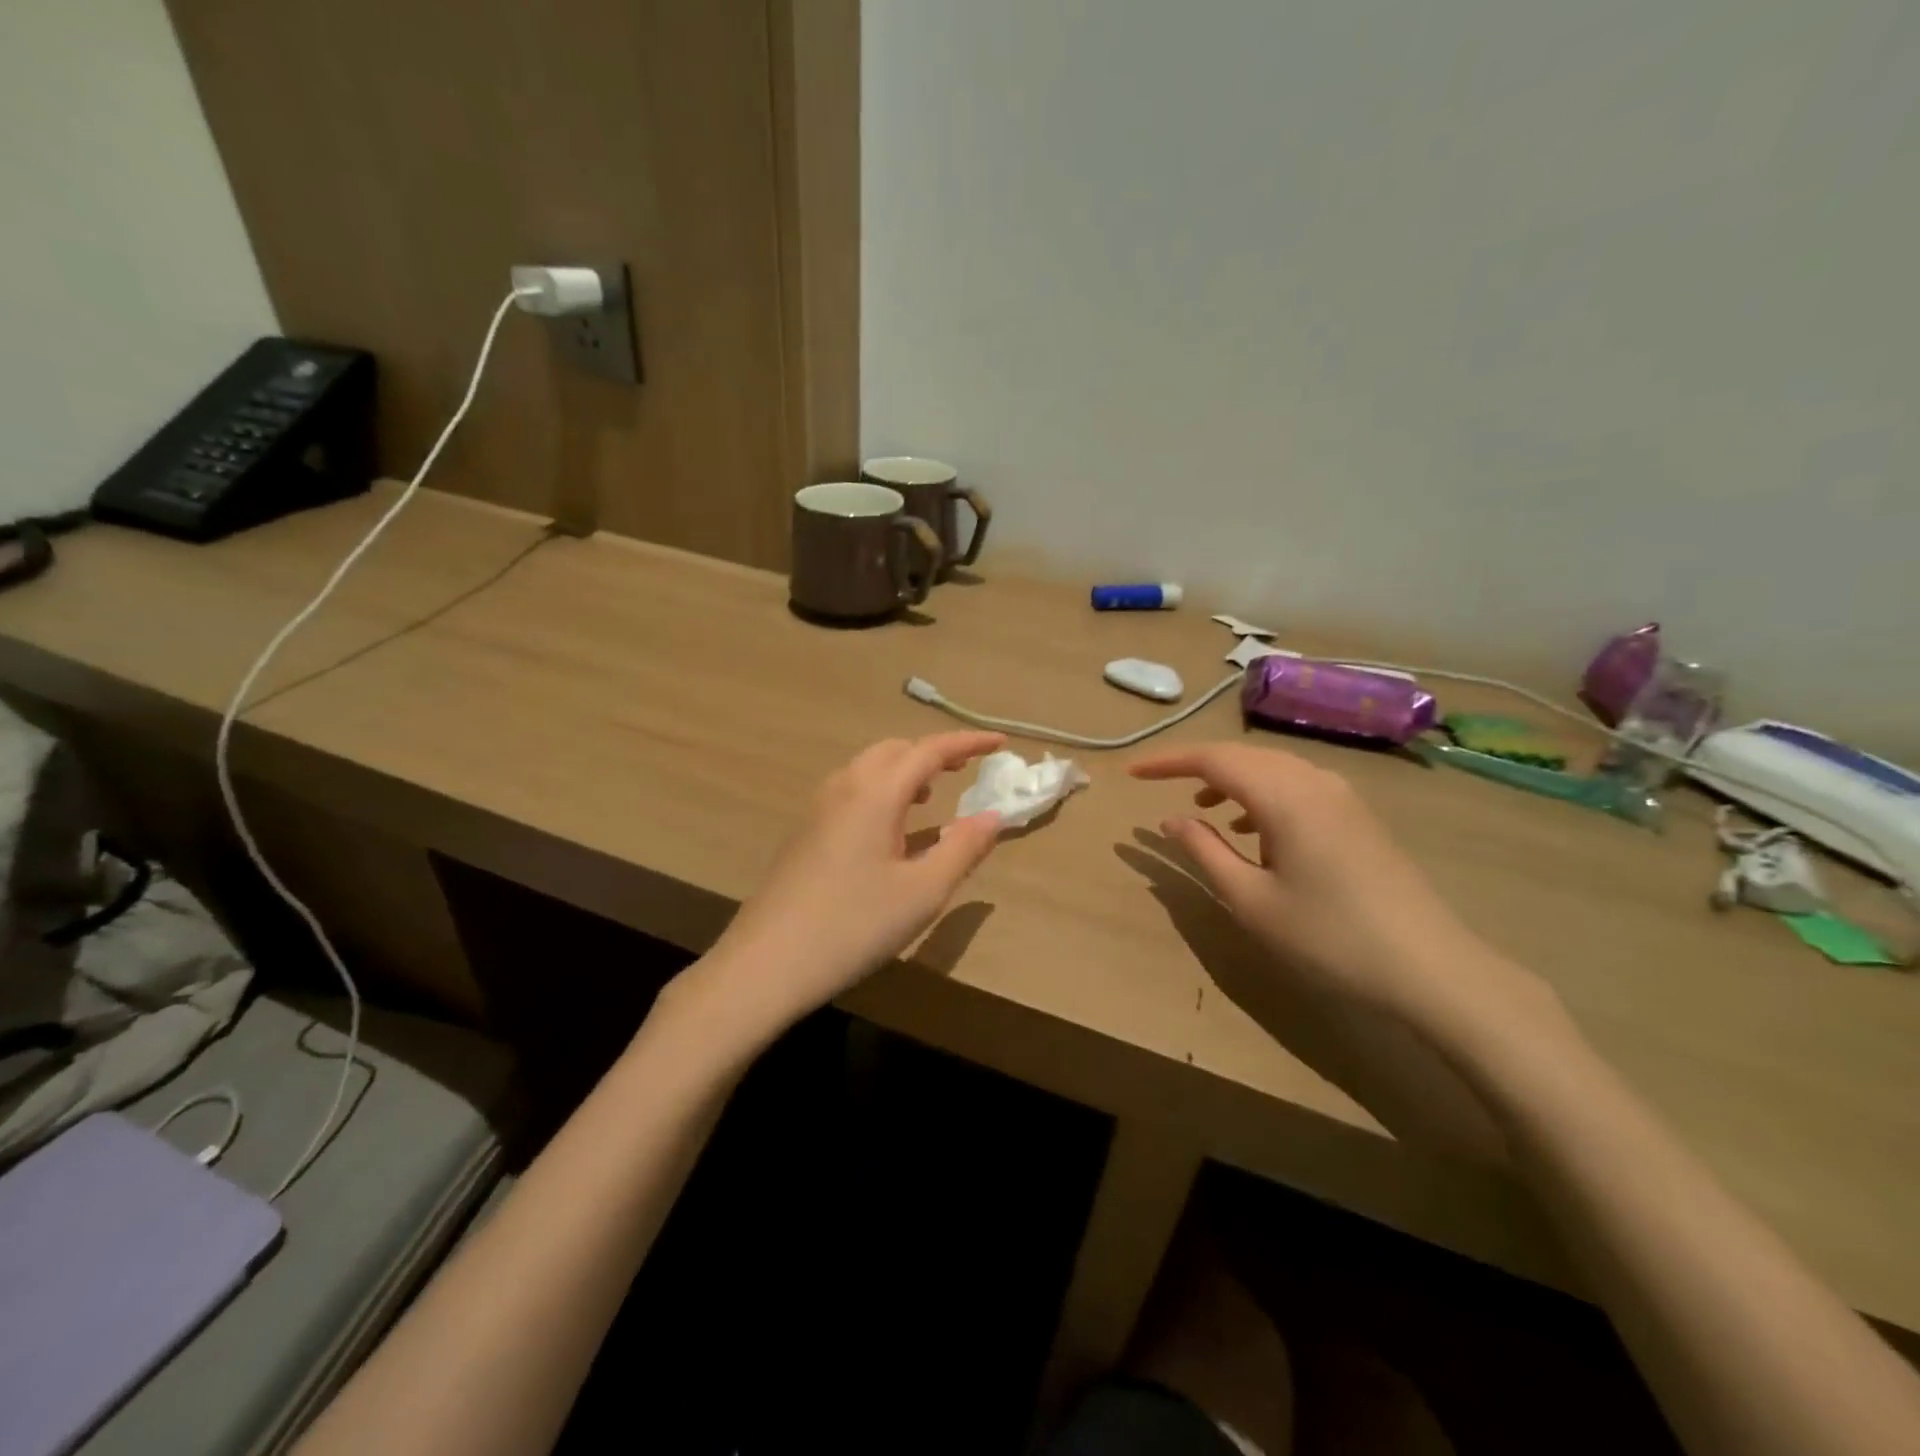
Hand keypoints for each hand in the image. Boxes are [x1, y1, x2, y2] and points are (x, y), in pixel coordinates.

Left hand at [689, 733, 1005, 1039]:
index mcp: (875, 793)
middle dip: (933, 752)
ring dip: (905, 770)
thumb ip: (963, 848)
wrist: (768, 963)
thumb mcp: (923, 892)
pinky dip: (881, 790)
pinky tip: (890, 828)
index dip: (967, 742)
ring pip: (868, 768)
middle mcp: (844, 788)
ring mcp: (818, 808)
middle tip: (965, 770)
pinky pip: (851, 790)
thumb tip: (993, 816)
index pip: (929, 750)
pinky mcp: (805, 831)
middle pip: (894, 750)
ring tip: (931, 796)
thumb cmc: (855, 926)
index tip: (999, 742)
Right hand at [1131, 742, 1564, 1046]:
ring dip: (1231, 781)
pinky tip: (1255, 829)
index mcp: (1283, 795)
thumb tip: (1169, 820)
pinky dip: (1263, 795)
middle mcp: (1313, 780)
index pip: (1212, 759)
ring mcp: (1342, 796)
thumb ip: (1204, 852)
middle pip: (1242, 756)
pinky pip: (1297, 786)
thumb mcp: (1251, 900)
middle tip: (1158, 786)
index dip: (1167, 762)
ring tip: (1203, 811)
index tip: (1131, 772)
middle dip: (1196, 766)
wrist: (1430, 969)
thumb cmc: (1329, 937)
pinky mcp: (1358, 816)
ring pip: (1272, 769)